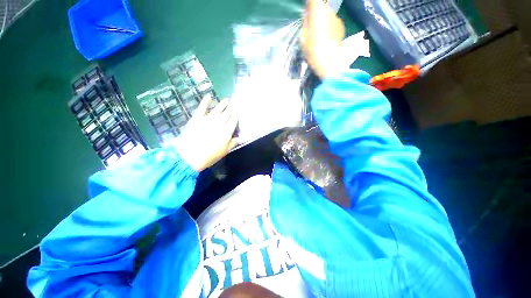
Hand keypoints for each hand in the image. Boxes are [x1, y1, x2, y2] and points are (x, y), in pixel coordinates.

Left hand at [173, 96, 238, 171]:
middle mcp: (219, 123)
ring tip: (227, 99)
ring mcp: (207, 119)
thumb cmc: (210, 156)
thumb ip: (233, 143)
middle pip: (227, 114)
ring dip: (222, 104)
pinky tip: (209, 96)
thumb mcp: (224, 151)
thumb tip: (240, 138)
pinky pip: (202, 108)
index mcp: (226, 131)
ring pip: (217, 110)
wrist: (190, 156)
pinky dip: (205, 101)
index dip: (237, 114)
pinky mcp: (197, 118)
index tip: (239, 109)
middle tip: (235, 101)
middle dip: (232, 107)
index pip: (233, 120)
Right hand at [300, 0, 344, 78]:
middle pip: (322, 6)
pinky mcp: (341, 27)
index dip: (310, 3)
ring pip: (328, 14)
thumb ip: (305, 24)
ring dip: (323, 19)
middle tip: (312, 23)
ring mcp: (336, 19)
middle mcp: (329, 11)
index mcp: (317, 12)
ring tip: (319, 33)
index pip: (314, 0)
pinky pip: (333, 22)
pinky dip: (329, 26)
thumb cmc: (313, 51)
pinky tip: (326, 38)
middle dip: (317, 12)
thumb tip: (308, 16)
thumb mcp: (303, 38)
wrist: (329, 63)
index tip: (307, 8)